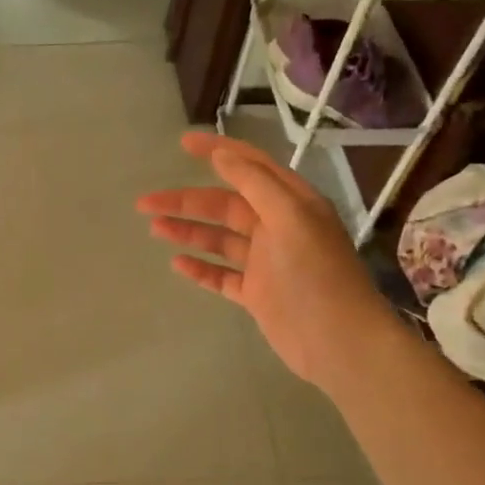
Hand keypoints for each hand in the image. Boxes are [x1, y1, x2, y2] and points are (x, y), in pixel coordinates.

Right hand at [138, 133, 394, 387]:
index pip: (250, 166)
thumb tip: (222, 154)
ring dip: (187, 231)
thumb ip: (255, 184)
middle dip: (186, 201)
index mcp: (292, 203)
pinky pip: (221, 275)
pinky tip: (177, 263)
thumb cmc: (316, 275)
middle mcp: (278, 228)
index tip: (183, 142)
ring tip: (154, 228)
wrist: (338, 342)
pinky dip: (200, 268)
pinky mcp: (257, 293)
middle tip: (145, 202)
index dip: (217, 151)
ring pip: (218, 239)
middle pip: (224, 205)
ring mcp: (266, 262)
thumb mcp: (290, 218)